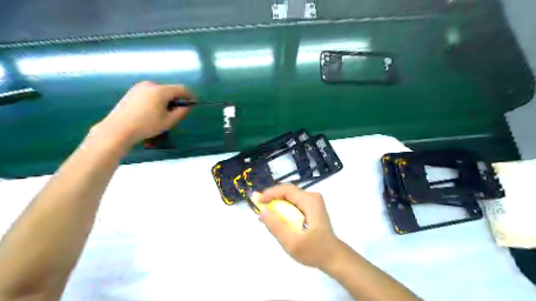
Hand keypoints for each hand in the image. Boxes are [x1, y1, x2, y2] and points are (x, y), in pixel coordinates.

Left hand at [92, 81, 194, 146]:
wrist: (119, 128)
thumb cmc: (147, 125)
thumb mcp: (169, 121)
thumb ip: (181, 112)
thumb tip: (186, 106)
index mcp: (161, 91)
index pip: (181, 89)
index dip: (190, 95)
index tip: (194, 102)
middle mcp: (150, 84)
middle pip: (170, 89)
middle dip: (176, 98)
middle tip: (176, 111)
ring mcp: (140, 87)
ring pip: (159, 91)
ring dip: (166, 99)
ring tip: (163, 113)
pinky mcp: (132, 91)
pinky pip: (150, 92)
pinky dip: (155, 99)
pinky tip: (151, 111)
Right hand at [256, 185, 340, 268]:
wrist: (333, 257)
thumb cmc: (315, 251)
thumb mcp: (293, 243)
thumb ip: (277, 226)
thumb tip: (262, 211)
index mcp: (310, 201)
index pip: (286, 189)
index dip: (270, 193)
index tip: (258, 202)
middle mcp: (312, 197)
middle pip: (288, 192)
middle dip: (273, 198)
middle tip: (261, 209)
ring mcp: (313, 201)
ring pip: (290, 197)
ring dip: (277, 204)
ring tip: (268, 216)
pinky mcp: (311, 207)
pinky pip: (293, 203)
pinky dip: (284, 208)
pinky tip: (280, 219)